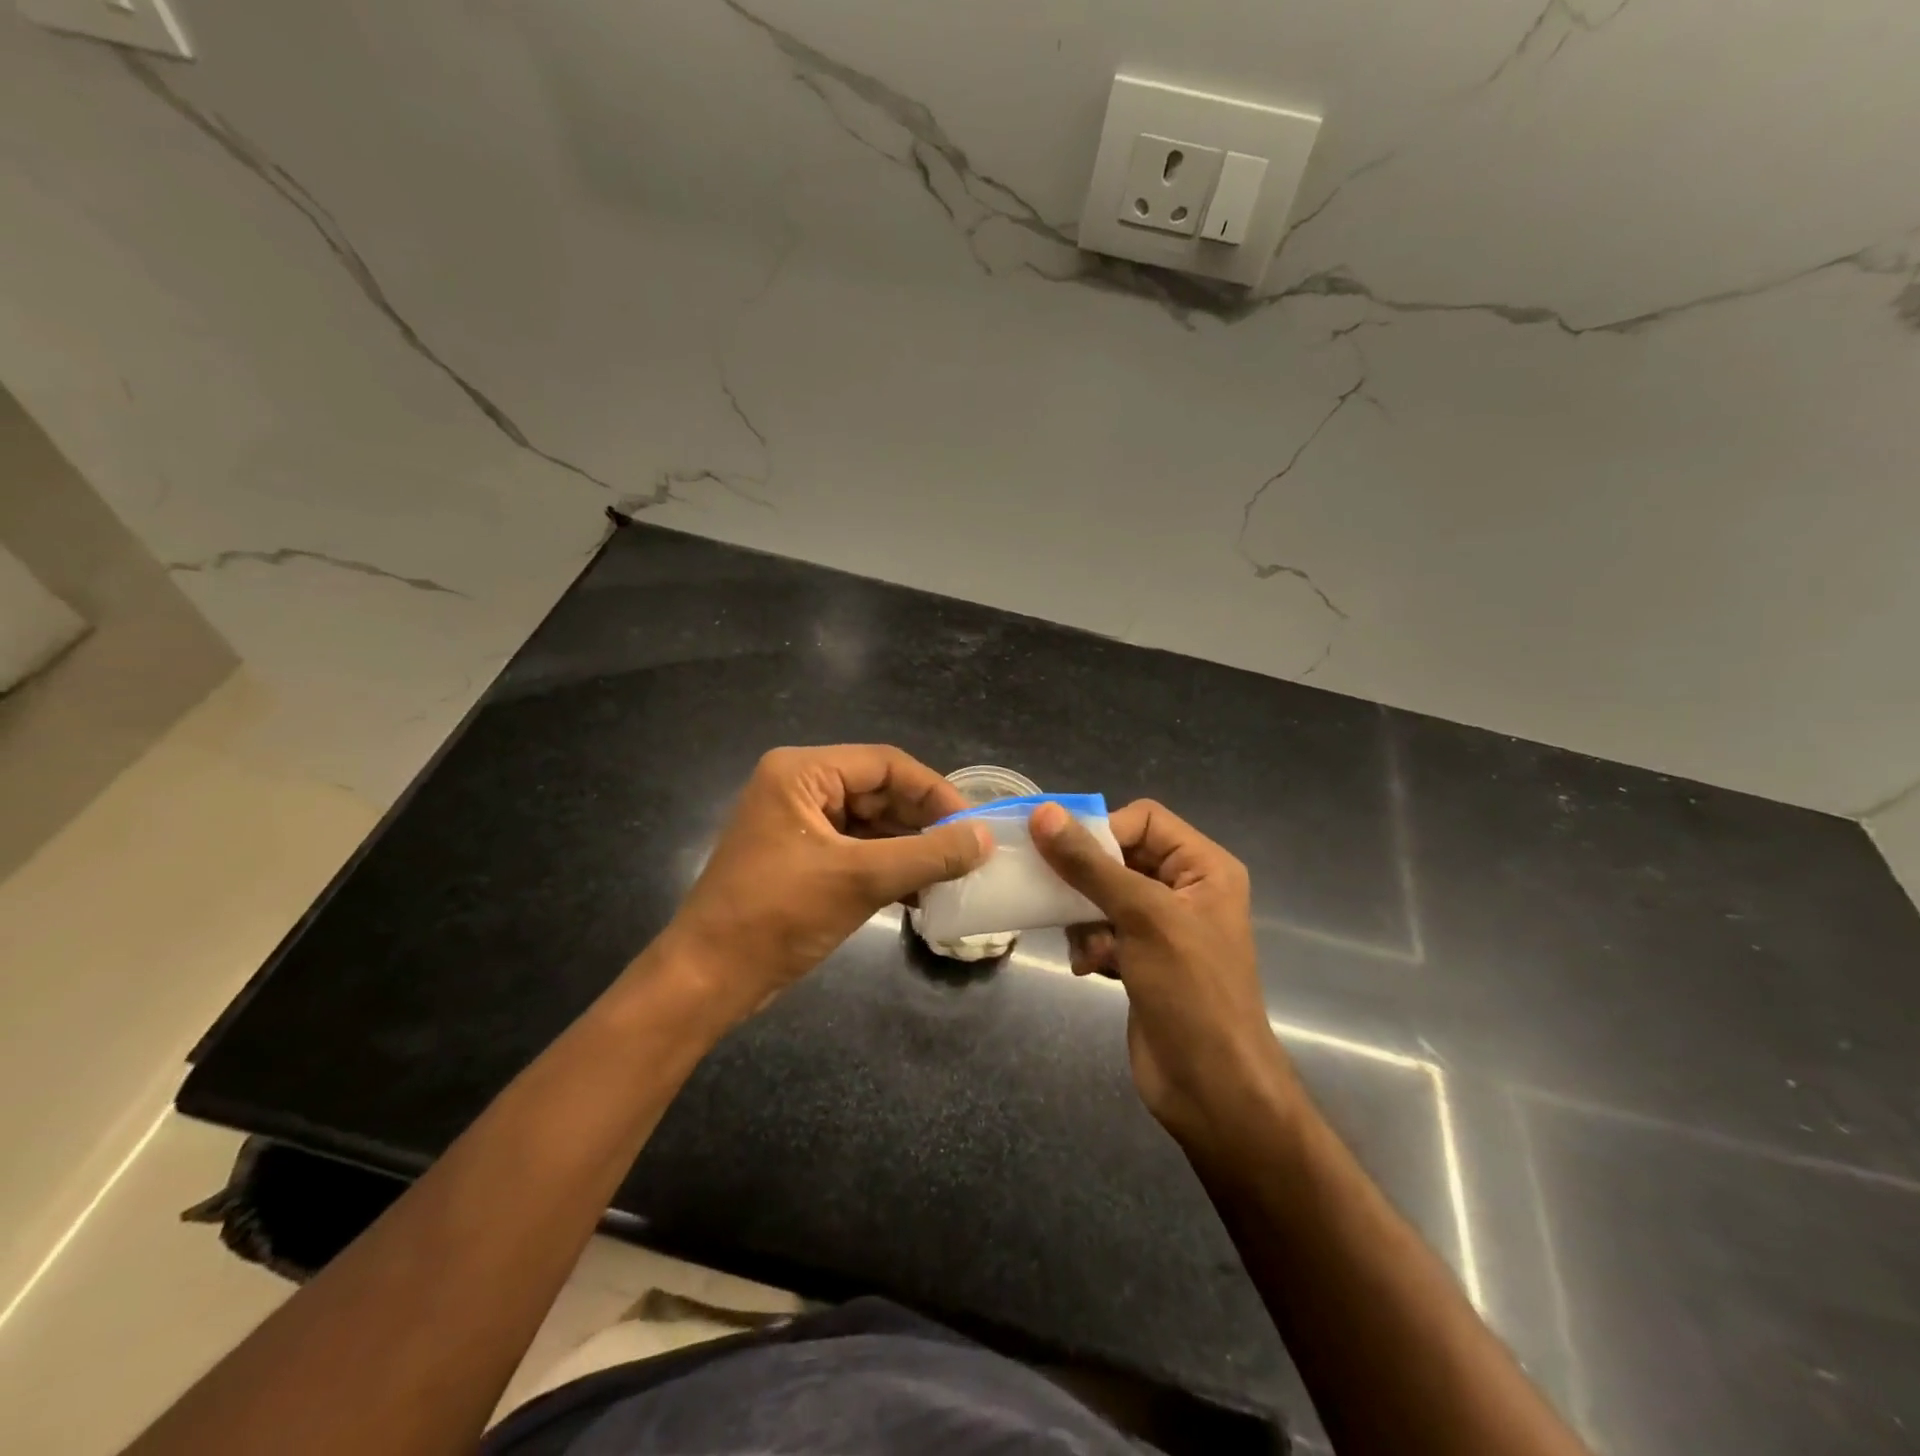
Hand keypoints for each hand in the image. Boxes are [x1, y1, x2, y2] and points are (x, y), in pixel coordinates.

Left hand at [664, 746, 990, 1014]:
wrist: (708, 979)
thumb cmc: (777, 915)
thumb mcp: (860, 879)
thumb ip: (928, 855)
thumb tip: (985, 837)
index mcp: (802, 772)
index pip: (886, 764)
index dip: (935, 792)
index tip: (973, 825)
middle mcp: (800, 786)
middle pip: (880, 791)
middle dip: (924, 823)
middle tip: (968, 853)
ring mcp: (800, 823)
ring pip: (872, 823)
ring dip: (911, 849)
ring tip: (953, 876)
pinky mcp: (802, 857)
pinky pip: (857, 849)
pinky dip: (889, 867)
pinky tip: (923, 894)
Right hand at [1029, 799, 1297, 1148]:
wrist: (1210, 1087)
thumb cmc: (1190, 991)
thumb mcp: (1142, 917)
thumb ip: (1090, 864)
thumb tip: (1043, 812)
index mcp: (1203, 867)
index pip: (1143, 819)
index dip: (1103, 832)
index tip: (1065, 858)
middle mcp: (1185, 889)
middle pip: (1118, 856)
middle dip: (1087, 881)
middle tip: (1057, 898)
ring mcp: (1162, 926)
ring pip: (1102, 895)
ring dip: (1084, 918)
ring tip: (1086, 947)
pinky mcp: (1142, 959)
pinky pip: (1102, 930)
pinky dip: (1090, 944)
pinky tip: (1088, 968)